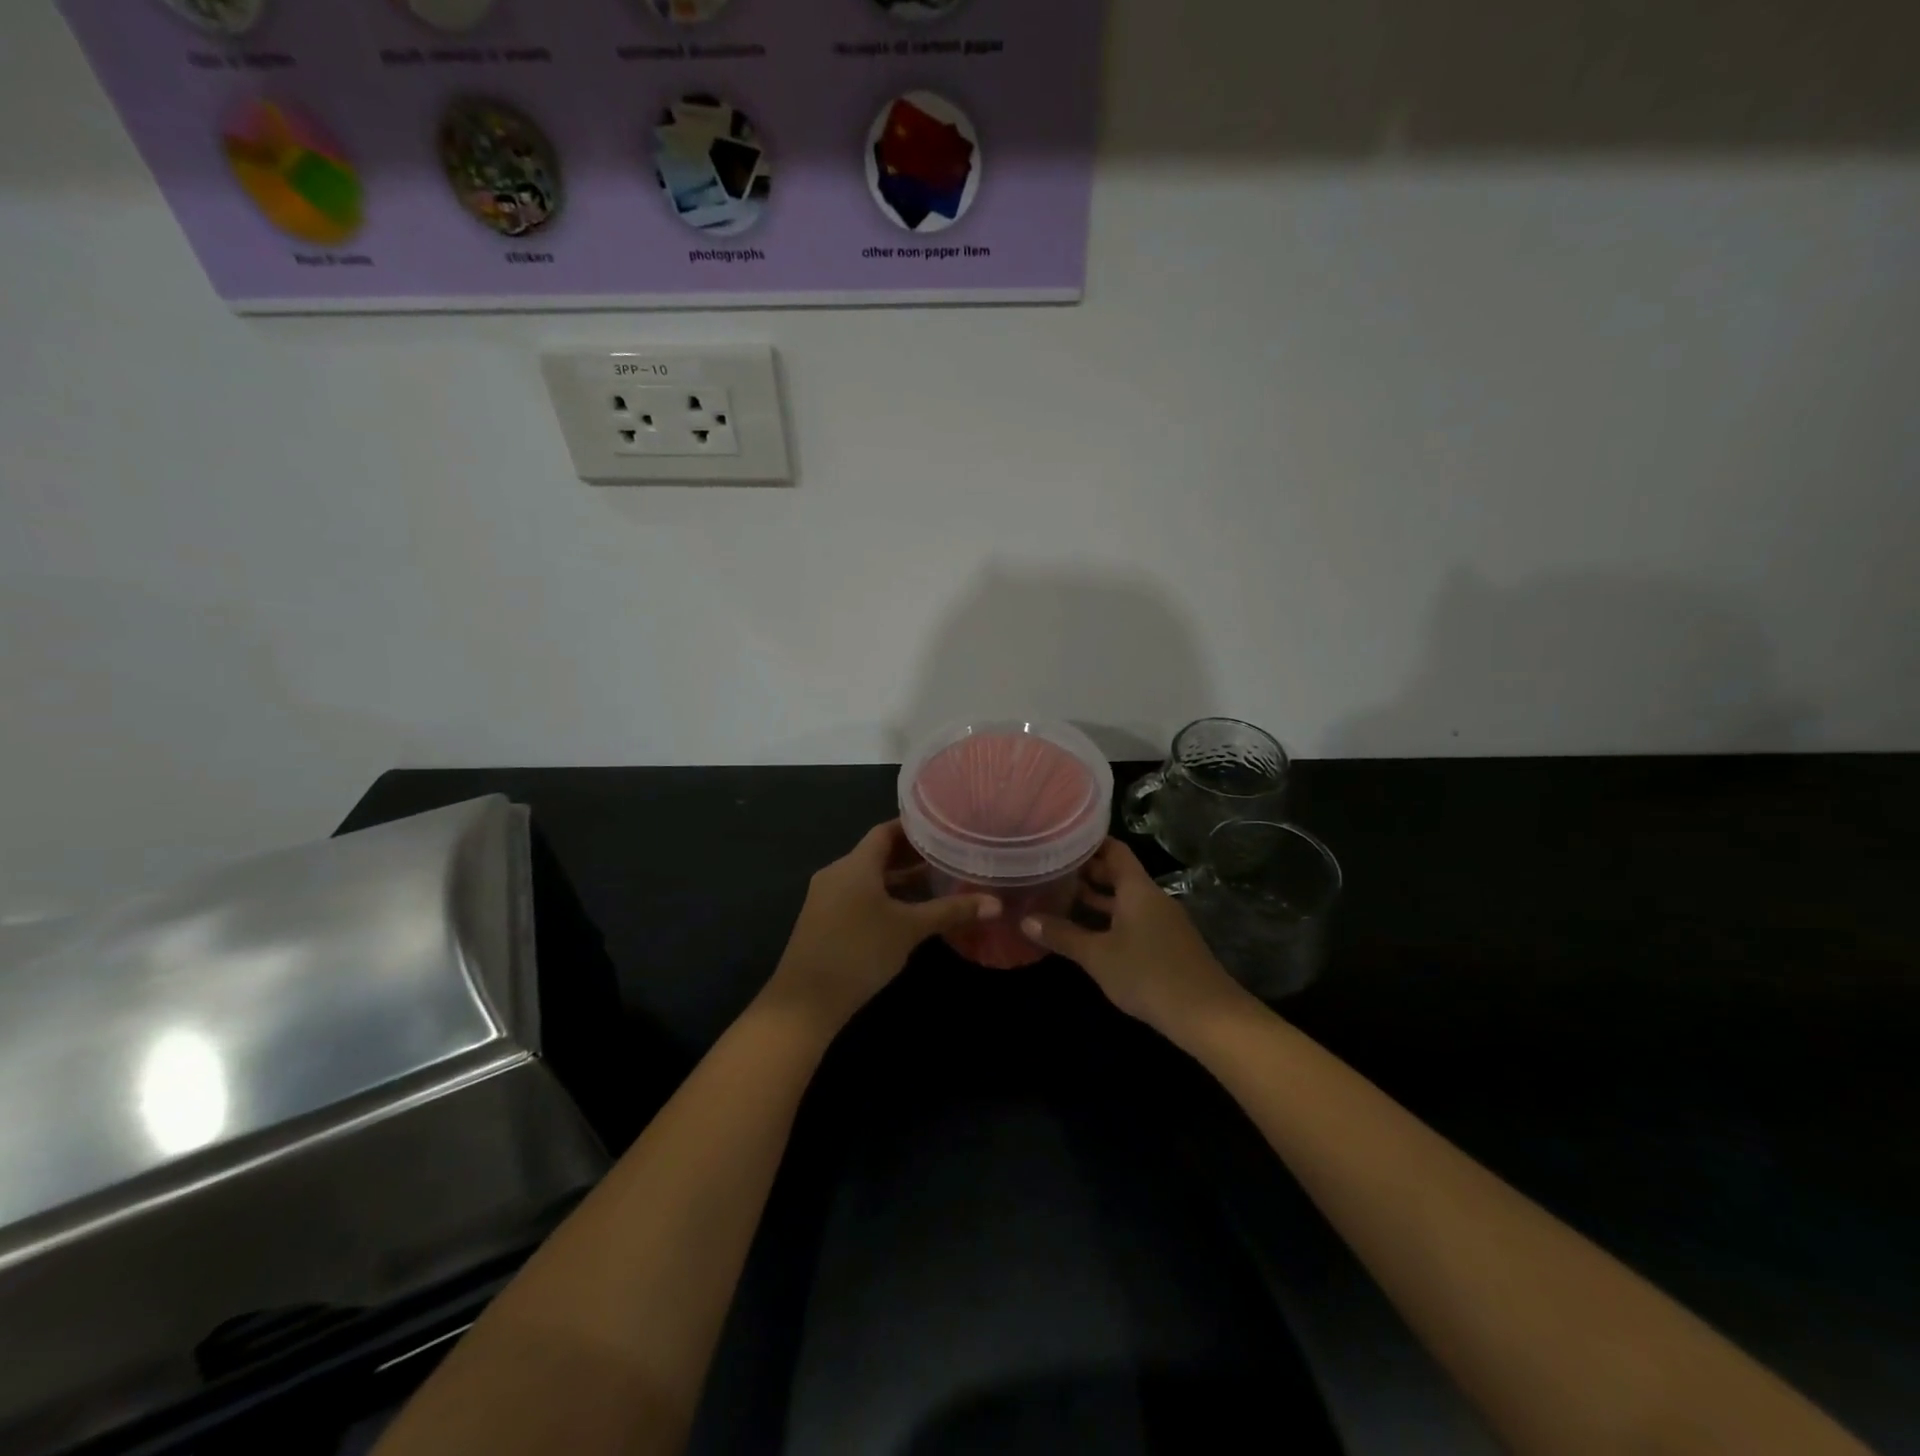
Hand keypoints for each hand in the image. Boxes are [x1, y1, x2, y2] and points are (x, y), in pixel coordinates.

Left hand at [766, 821, 1000, 1031]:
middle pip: (877, 853)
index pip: (886, 831)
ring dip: (898, 877)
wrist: (804, 1002)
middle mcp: (838, 872)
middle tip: (947, 854)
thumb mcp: (909, 929)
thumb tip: (995, 903)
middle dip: (911, 854)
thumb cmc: (859, 952)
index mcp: (856, 864)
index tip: (943, 827)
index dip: (914, 828)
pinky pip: (858, 895)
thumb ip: (950, 912)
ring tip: (934, 880)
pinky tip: (906, 911)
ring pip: (868, 876)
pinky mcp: (824, 920)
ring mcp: (827, 897)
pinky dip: (883, 895)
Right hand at [1022, 839, 1249, 1038]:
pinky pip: (1133, 920)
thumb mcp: (1098, 956)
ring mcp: (1162, 922)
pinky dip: (1109, 920)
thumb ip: (1063, 935)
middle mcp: (1151, 898)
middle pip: (1118, 874)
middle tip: (1050, 872)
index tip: (1060, 842)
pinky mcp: (1167, 945)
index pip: (1114, 850)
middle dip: (1086, 873)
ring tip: (1060, 900)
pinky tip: (1087, 934)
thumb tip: (1026, 920)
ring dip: (1096, 900)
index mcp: (1137, 889)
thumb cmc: (1148, 974)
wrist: (1207, 1015)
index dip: (1088, 844)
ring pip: (1124, 900)